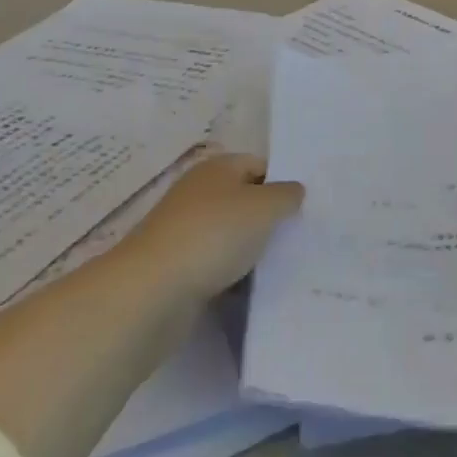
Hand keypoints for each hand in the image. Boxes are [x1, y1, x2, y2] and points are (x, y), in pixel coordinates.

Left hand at [123, 153, 303, 297]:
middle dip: (269, 217)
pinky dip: (233, 273)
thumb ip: (287, 195)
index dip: (282, 183)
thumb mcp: (265, 207)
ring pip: (231, 234)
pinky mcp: (177, 266)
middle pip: (244, 199)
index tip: (304, 208)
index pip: (259, 165)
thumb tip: (294, 192)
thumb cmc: (214, 235)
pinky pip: (216, 263)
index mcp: (217, 168)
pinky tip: (251, 286)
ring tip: (279, 263)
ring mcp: (184, 230)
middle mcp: (198, 192)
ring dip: (251, 248)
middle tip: (297, 235)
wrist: (152, 291)